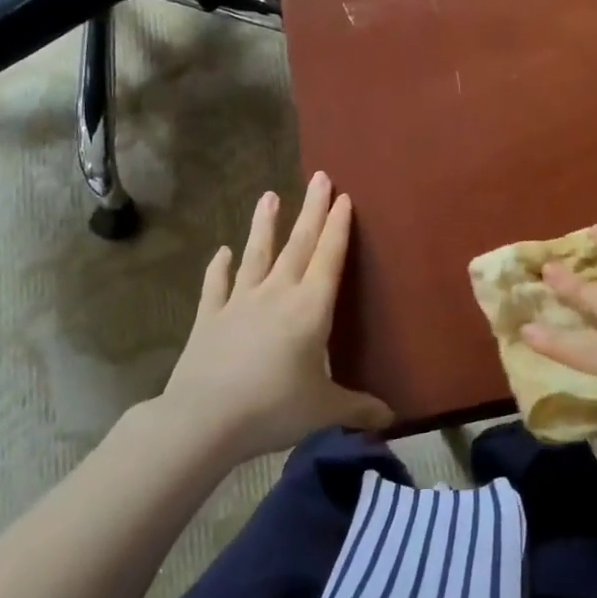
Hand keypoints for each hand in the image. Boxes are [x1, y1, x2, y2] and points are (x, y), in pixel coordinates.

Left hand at [132, 173, 391, 465]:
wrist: (204, 419)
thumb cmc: (274, 408)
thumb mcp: (324, 409)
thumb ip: (359, 409)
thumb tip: (392, 419)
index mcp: (311, 309)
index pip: (329, 258)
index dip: (338, 227)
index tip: (344, 197)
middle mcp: (277, 294)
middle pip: (299, 245)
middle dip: (312, 210)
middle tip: (320, 178)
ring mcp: (240, 303)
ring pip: (257, 255)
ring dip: (265, 225)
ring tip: (269, 195)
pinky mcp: (210, 318)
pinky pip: (216, 286)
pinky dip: (219, 267)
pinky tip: (221, 252)